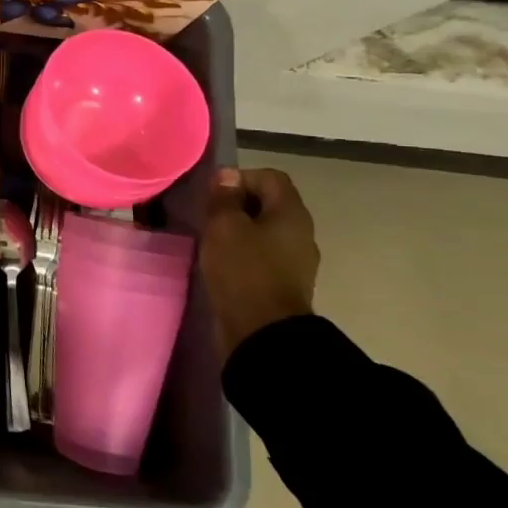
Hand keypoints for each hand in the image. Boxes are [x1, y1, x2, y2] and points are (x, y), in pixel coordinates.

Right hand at [199, 166, 318, 360]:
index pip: (270, 177)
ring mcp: (294, 260)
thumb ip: (224, 198)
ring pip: (263, 230)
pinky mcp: (282, 282)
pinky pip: (261, 254)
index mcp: (292, 214)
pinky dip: (241, 252)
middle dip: (236, 204)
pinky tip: (220, 262)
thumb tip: (228, 176)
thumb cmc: (243, 271)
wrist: (262, 332)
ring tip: (210, 239)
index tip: (213, 194)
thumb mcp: (224, 227)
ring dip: (237, 230)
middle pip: (268, 203)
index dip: (240, 177)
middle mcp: (299, 233)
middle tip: (207, 216)